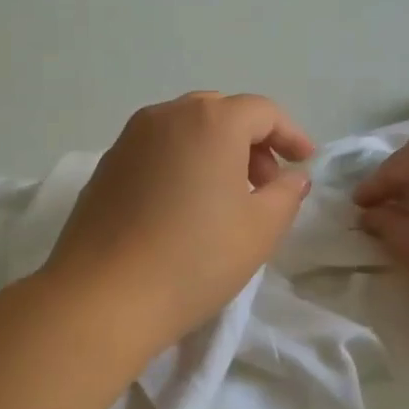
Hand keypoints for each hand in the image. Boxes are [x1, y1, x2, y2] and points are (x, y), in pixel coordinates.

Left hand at [43, 92, 314, 354]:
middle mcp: (166, 116)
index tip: (304, 163)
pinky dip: (180, 163)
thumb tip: (292, 177)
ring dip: (214, 151)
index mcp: (210, 121)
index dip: (290, 134)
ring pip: (184, 129)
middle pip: (220, 113)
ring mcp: (129, 138)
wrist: (103, 296)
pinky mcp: (106, 165)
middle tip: (264, 185)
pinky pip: (156, 150)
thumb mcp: (260, 231)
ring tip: (224, 199)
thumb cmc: (194, 259)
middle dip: (251, 142)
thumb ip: (286, 195)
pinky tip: (182, 207)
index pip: (262, 112)